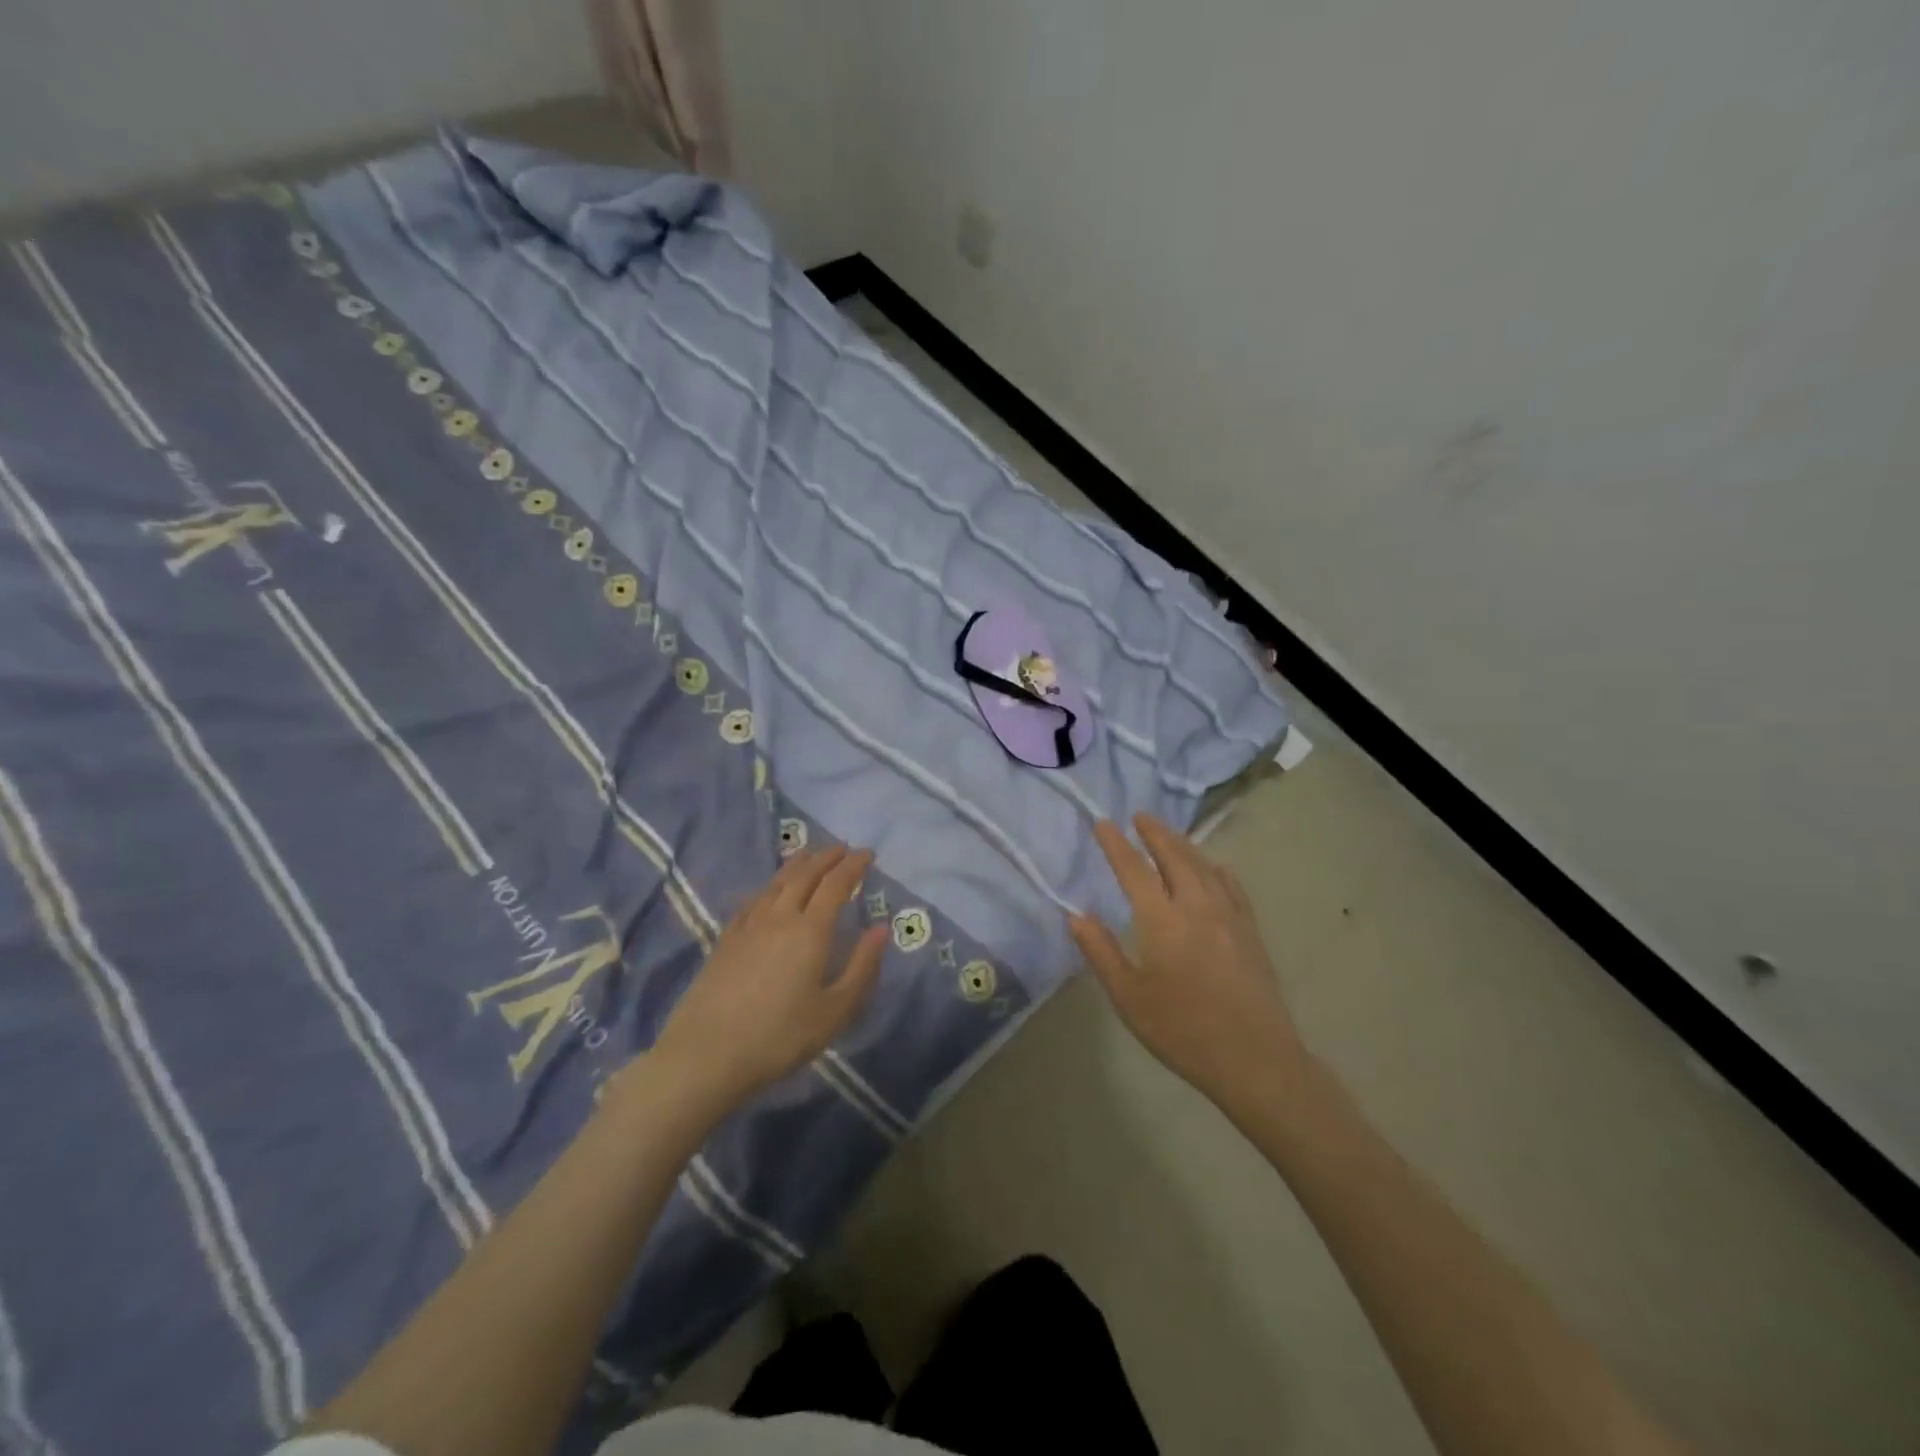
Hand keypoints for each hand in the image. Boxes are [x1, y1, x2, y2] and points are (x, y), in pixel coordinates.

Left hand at [648, 845, 886, 1112]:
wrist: (706, 1055)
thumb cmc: (780, 1037)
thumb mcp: (835, 1010)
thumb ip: (862, 967)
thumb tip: (881, 928)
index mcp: (811, 930)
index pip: (835, 884)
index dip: (853, 865)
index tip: (867, 853)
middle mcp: (780, 917)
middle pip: (804, 875)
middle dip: (826, 857)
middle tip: (842, 847)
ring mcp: (748, 926)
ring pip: (776, 883)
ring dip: (797, 864)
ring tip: (809, 856)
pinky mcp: (725, 940)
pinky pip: (753, 900)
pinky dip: (769, 886)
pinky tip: (768, 891)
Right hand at [1070, 814, 1305, 1108]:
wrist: (1255, 1059)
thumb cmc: (1182, 1031)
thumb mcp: (1129, 997)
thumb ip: (1101, 952)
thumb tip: (1076, 915)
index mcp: (1162, 920)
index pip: (1134, 869)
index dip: (1116, 845)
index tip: (1103, 823)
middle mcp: (1197, 906)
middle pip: (1174, 856)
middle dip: (1154, 833)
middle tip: (1140, 816)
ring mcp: (1229, 915)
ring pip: (1203, 865)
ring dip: (1182, 844)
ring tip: (1167, 834)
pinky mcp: (1250, 929)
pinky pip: (1231, 885)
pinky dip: (1215, 869)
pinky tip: (1214, 869)